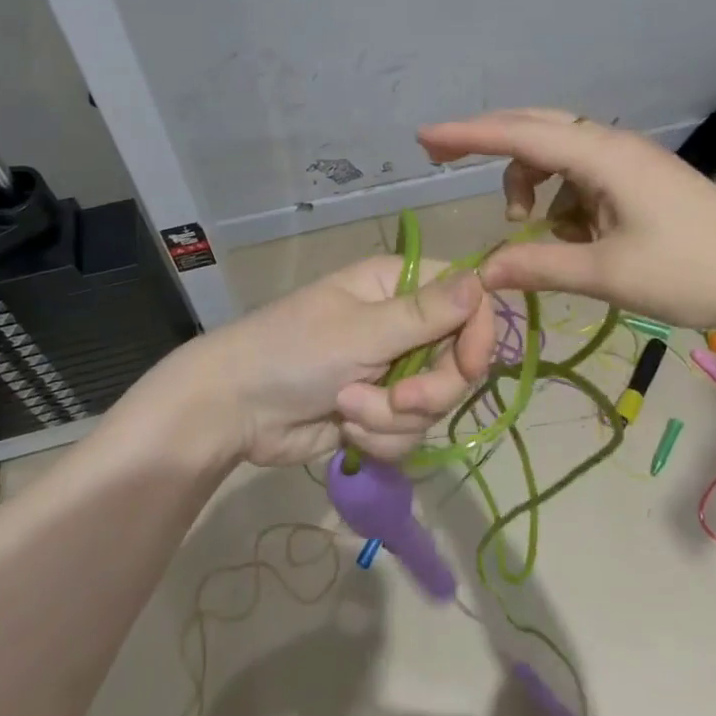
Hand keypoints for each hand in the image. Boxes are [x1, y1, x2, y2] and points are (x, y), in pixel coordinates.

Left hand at [190, 256, 497, 466]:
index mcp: (397, 287)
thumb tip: (481, 279)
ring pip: (433, 404)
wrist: (234, 410)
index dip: (477, 333)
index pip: (466, 299)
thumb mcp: (361, 332)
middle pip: (456, 361)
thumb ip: (424, 314)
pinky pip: (408, 431)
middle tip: (399, 399)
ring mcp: (391, 370)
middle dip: (429, 391)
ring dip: (392, 417)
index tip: (469, 366)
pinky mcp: (378, 411)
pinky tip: (344, 429)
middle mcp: (401, 325)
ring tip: (348, 409)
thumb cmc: (293, 351)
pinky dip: (378, 436)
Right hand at [418, 108, 715, 338]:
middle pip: (536, 129)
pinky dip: (562, 200)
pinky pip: (582, 178)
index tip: (423, 136)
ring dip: (531, 182)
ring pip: (558, 155)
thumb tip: (482, 271)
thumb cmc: (693, 273)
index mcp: (602, 156)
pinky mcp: (640, 181)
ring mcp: (629, 162)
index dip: (468, 135)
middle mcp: (612, 146)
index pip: (521, 135)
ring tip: (529, 226)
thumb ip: (540, 266)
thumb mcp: (609, 274)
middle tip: (439, 155)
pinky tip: (574, 236)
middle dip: (488, 142)